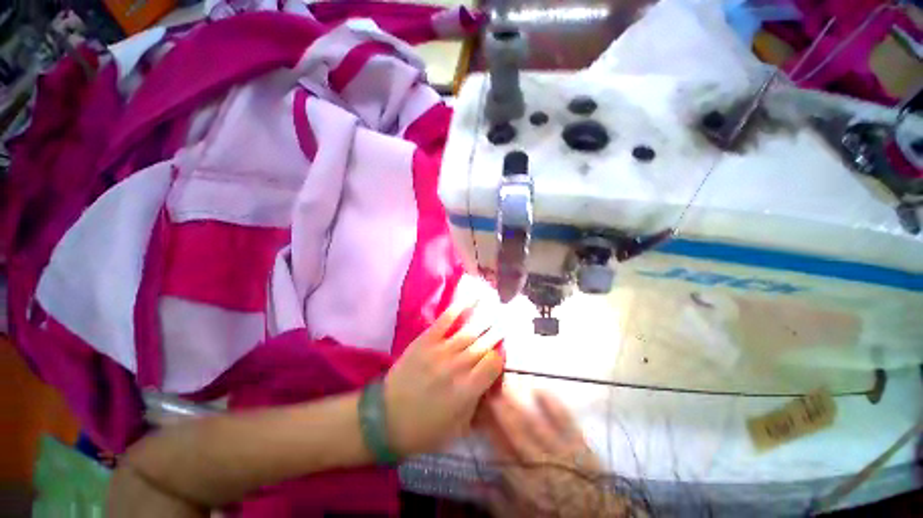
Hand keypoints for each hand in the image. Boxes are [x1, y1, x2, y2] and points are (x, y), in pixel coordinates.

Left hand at [383, 292, 504, 455]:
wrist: (385, 418)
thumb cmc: (423, 429)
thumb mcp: (457, 429)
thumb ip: (477, 405)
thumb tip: (491, 383)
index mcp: (467, 391)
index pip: (493, 364)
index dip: (499, 355)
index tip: (501, 350)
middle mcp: (457, 367)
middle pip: (484, 344)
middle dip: (498, 330)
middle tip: (507, 319)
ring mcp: (441, 351)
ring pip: (470, 330)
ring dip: (486, 316)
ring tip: (497, 305)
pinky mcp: (426, 340)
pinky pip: (446, 320)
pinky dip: (460, 307)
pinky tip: (472, 297)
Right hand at [482, 390, 632, 517]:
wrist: (600, 516)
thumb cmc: (556, 513)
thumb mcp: (523, 515)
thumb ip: (499, 500)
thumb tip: (473, 483)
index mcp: (526, 483)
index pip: (501, 449)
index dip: (488, 428)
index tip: (478, 409)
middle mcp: (542, 464)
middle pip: (515, 431)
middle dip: (499, 409)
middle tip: (487, 389)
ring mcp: (562, 451)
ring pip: (535, 423)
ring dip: (518, 404)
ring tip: (504, 386)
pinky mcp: (581, 444)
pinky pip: (565, 420)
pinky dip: (553, 404)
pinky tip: (540, 389)